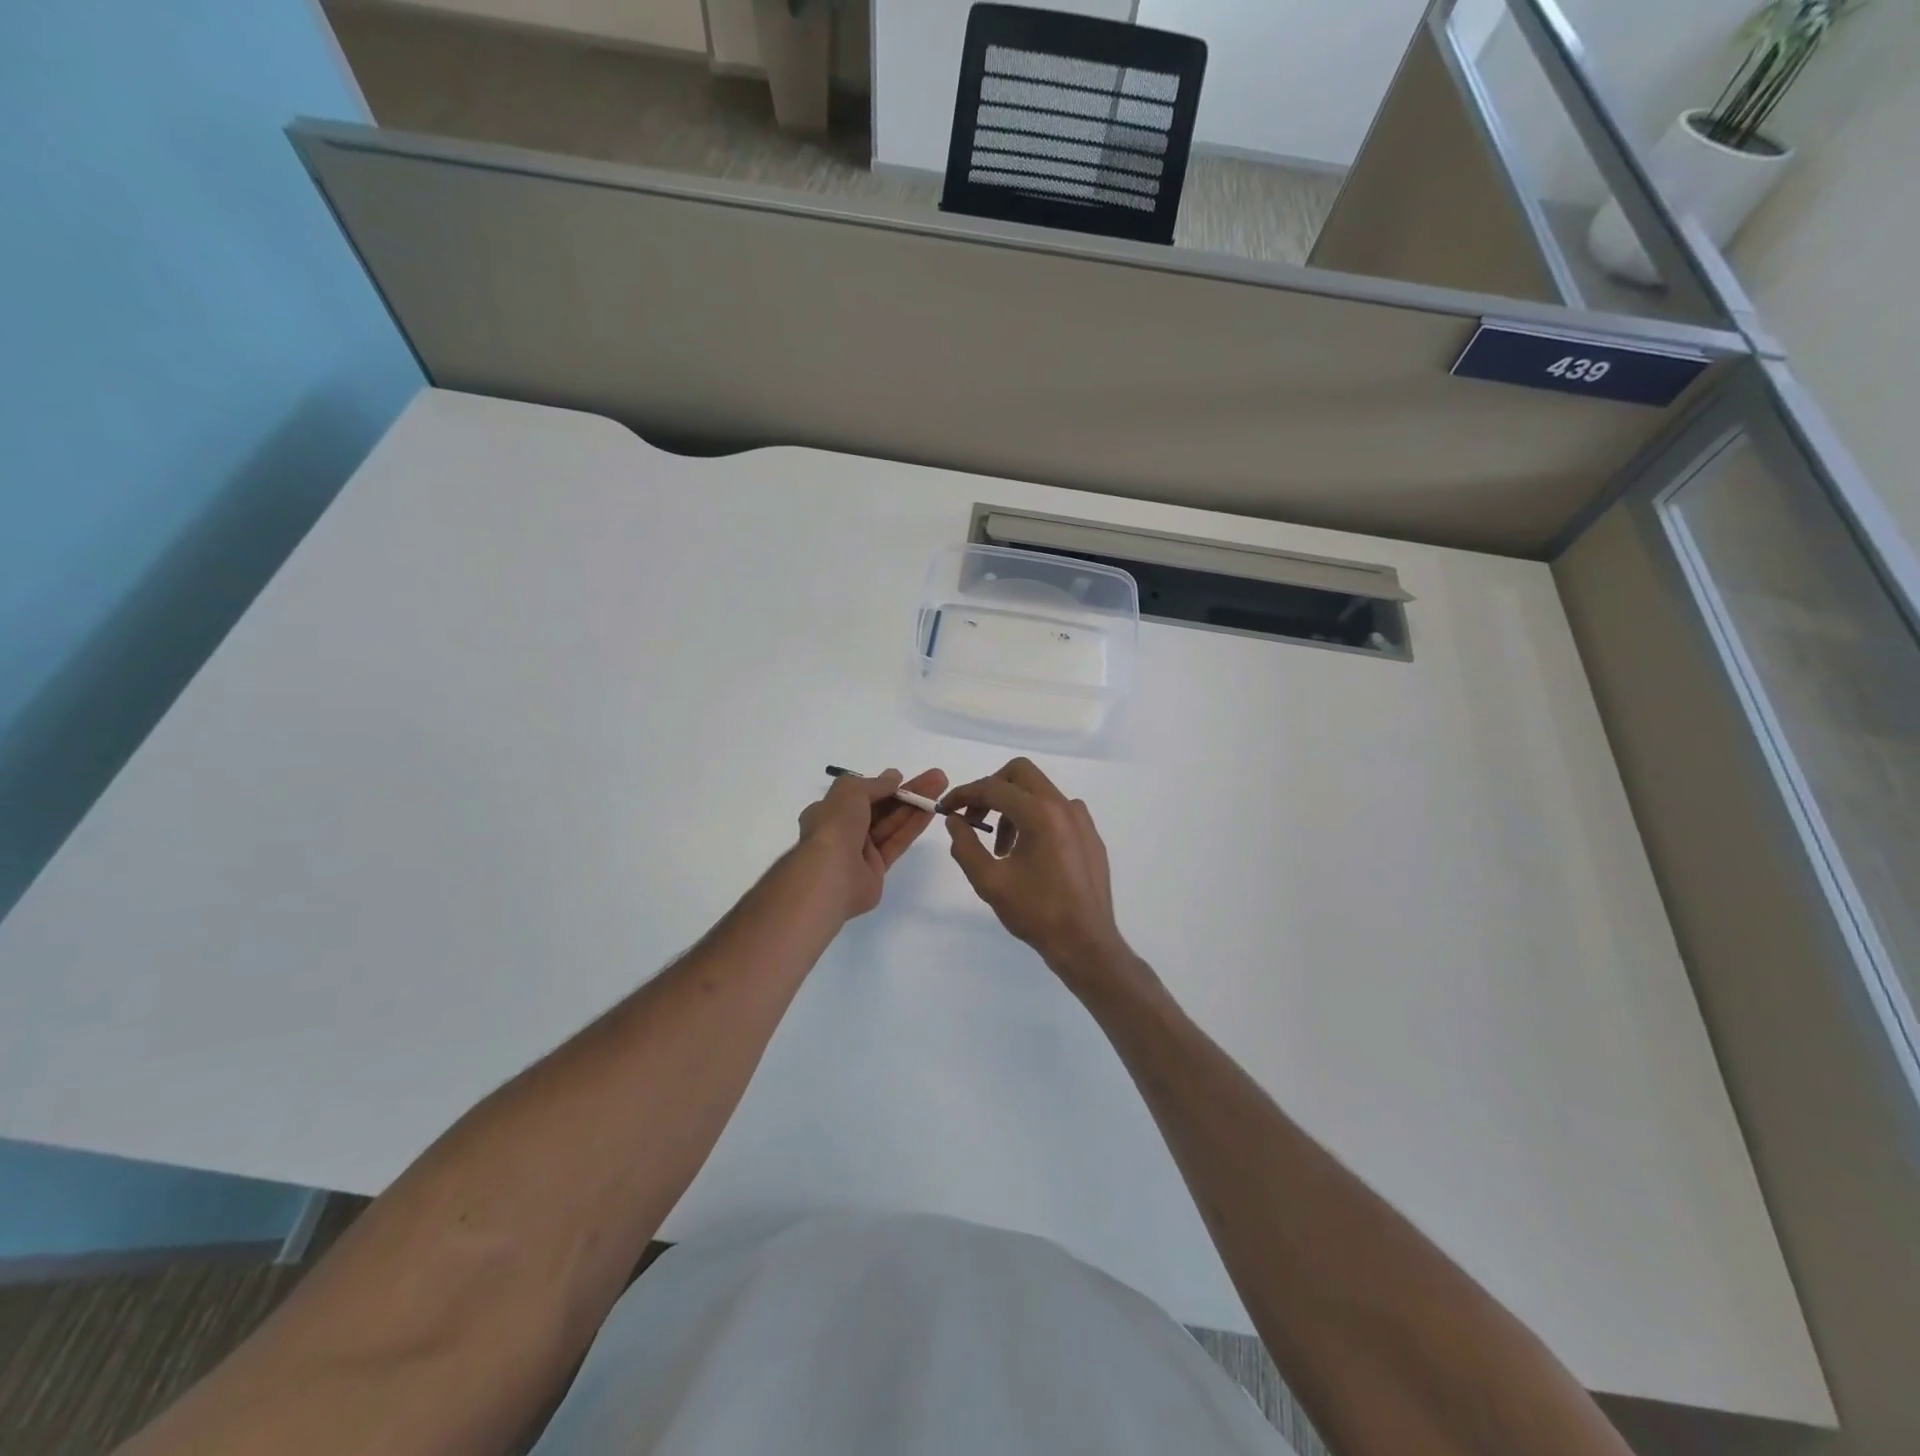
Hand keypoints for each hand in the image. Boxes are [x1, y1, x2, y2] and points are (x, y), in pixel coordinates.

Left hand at [796, 768, 948, 919]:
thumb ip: (875, 784)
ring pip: (892, 823)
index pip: (859, 794)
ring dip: (916, 804)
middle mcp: (844, 830)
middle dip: (907, 792)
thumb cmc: (835, 826)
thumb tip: (893, 777)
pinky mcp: (877, 869)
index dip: (883, 785)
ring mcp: (861, 851)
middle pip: (881, 807)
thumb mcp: (850, 791)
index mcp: (829, 811)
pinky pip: (898, 841)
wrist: (832, 875)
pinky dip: (914, 825)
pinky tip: (932, 810)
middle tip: (936, 778)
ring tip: (941, 787)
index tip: (904, 777)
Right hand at [943, 759, 1137, 993]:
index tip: (946, 809)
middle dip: (991, 789)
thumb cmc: (1036, 912)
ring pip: (1039, 791)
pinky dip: (1036, 818)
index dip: (964, 794)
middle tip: (975, 819)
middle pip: (1020, 773)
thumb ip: (965, 845)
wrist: (1085, 943)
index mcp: (1039, 813)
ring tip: (1001, 848)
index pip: (993, 788)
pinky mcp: (1090, 835)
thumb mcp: (989, 881)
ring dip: (1013, 807)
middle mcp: (1063, 806)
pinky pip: (1057, 810)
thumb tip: (955, 821)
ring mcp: (1081, 819)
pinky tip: (1029, 853)